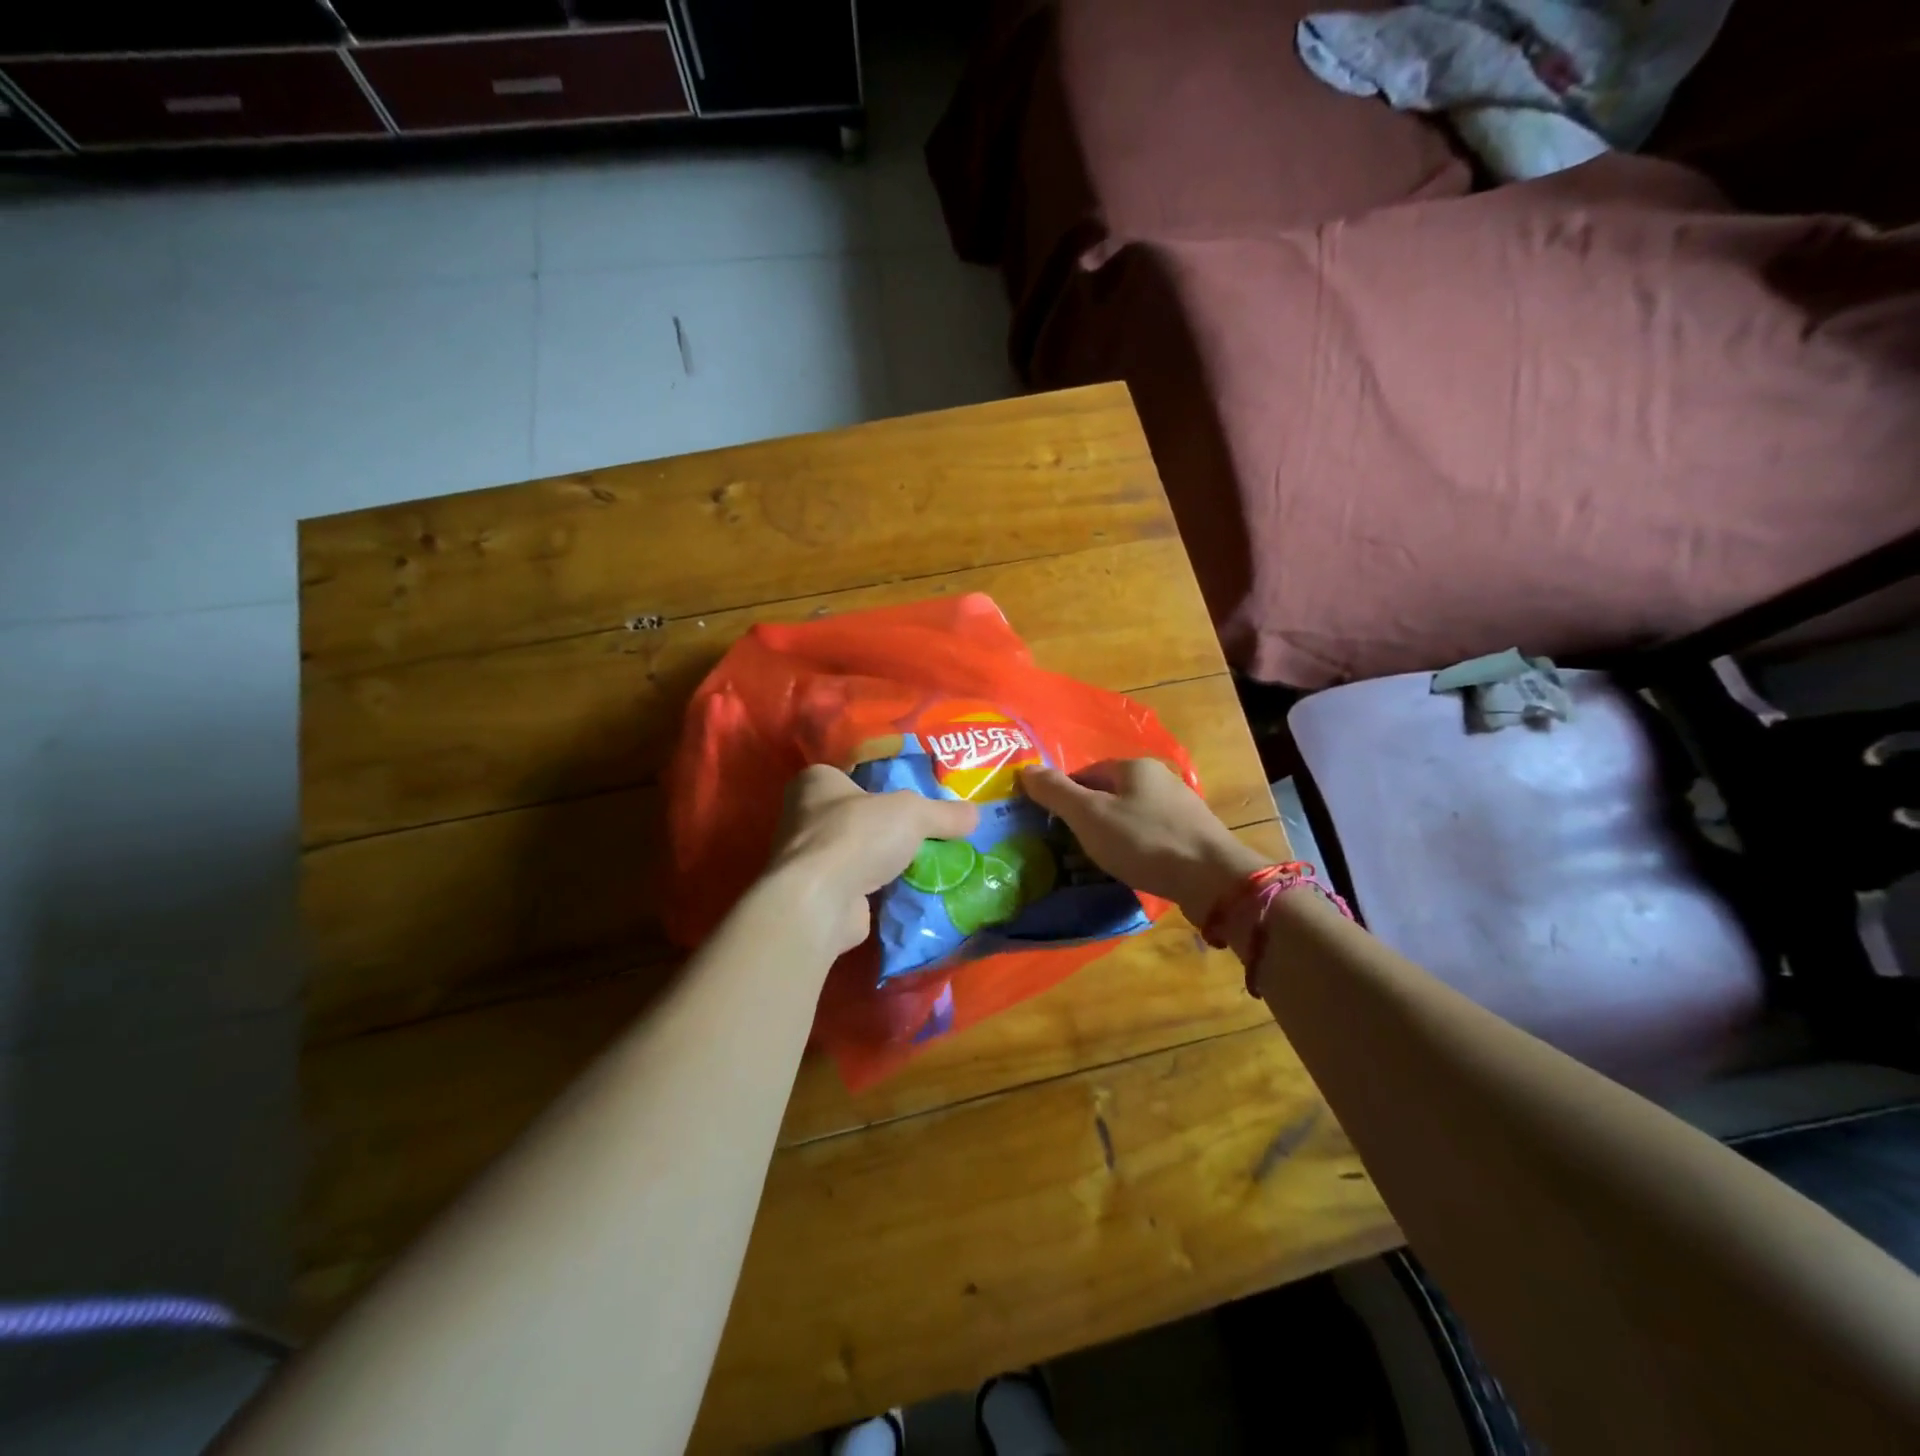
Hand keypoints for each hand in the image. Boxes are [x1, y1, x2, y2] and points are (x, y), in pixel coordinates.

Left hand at [767, 764, 979, 955]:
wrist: (820, 902)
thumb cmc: (857, 835)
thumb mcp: (913, 813)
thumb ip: (944, 812)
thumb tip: (975, 815)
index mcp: (817, 781)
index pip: (855, 771)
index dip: (885, 779)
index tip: (916, 791)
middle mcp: (805, 816)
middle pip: (860, 813)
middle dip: (890, 824)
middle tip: (929, 828)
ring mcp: (810, 858)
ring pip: (860, 851)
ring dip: (886, 859)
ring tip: (928, 861)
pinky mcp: (820, 894)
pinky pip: (860, 884)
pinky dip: (881, 888)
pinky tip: (911, 890)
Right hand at [1020, 758, 1267, 923]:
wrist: (1214, 879)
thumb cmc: (1144, 841)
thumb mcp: (1090, 816)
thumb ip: (1057, 792)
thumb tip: (1026, 769)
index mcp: (1134, 766)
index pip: (1086, 773)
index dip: (1065, 797)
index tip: (1053, 825)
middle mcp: (1160, 778)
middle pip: (1110, 793)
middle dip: (1089, 816)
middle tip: (1072, 846)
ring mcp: (1181, 806)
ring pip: (1132, 815)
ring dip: (1113, 833)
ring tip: (1100, 860)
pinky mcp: (1193, 834)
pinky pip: (1152, 834)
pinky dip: (1136, 847)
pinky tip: (1133, 866)